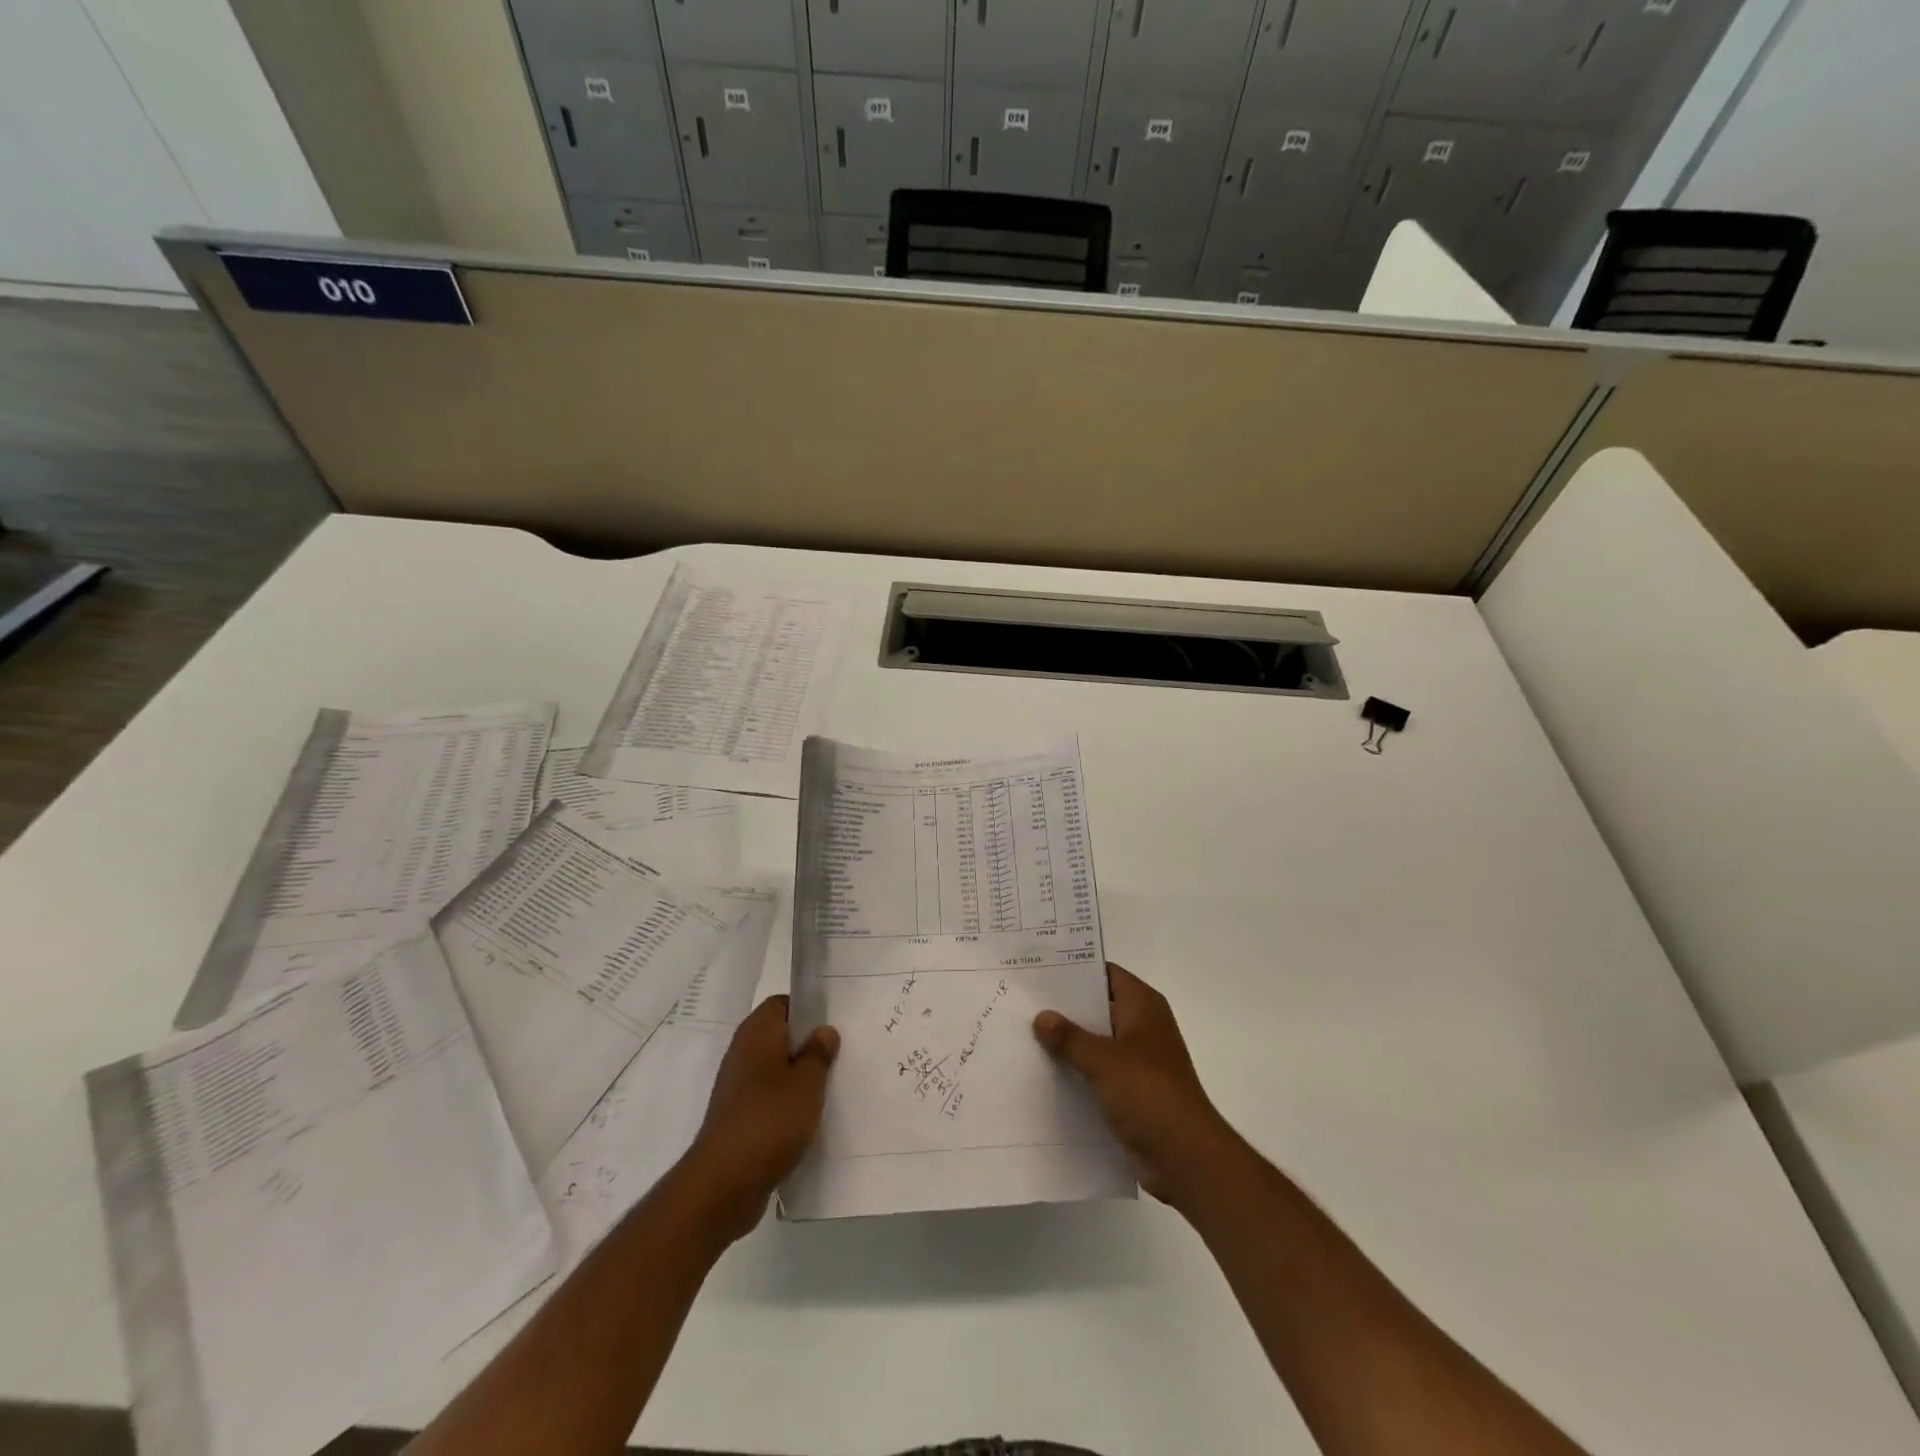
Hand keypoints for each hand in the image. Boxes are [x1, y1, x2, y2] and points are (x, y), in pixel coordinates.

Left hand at [679, 996, 837, 1242]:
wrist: (723, 1183)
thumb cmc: (770, 1120)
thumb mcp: (808, 1083)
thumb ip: (819, 1053)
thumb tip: (824, 1031)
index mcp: (757, 1033)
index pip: (781, 1004)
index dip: (806, 1009)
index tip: (832, 1023)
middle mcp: (742, 1053)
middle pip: (778, 1036)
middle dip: (806, 1045)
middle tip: (838, 1055)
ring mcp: (736, 1087)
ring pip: (773, 1069)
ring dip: (797, 1077)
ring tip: (828, 1088)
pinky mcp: (736, 1118)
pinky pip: (766, 1098)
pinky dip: (785, 1104)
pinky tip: (806, 1120)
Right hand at [1034, 963, 1241, 1210]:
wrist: (1185, 1157)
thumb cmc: (1148, 1093)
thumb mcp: (1103, 1060)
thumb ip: (1070, 1037)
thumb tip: (1042, 1016)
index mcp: (1143, 1006)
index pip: (1105, 974)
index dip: (1074, 970)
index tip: (1038, 970)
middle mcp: (1142, 1027)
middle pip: (1098, 1007)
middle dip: (1064, 1008)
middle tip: (1023, 1002)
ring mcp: (1138, 1060)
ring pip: (1096, 1042)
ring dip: (1068, 1043)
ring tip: (1023, 1035)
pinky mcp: (1132, 1091)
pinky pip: (1098, 1072)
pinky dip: (1076, 1071)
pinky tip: (1043, 1073)